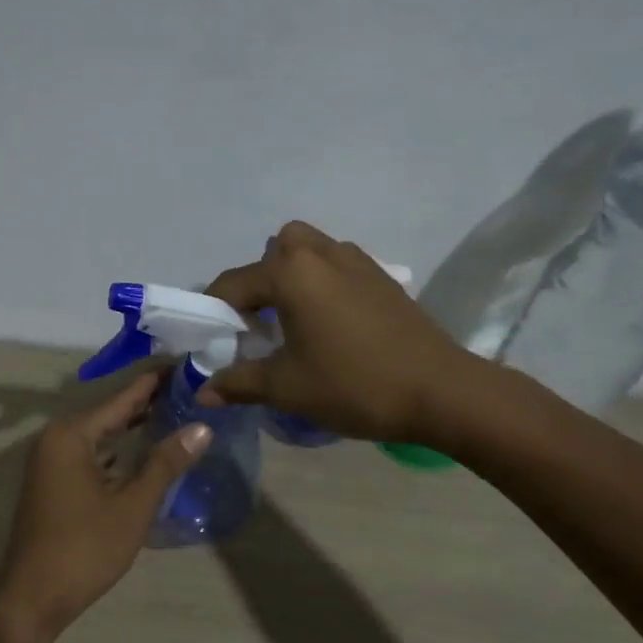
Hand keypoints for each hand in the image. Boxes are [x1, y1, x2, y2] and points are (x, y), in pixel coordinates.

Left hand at [0, 369, 210, 642]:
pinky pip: (91, 453)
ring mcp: (51, 462)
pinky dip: (118, 450)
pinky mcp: (53, 483)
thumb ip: (166, 463)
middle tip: (190, 388)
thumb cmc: (84, 549)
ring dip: (134, 426)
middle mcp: (56, 439)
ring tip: (176, 413)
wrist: (31, 600)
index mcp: (71, 435)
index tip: (186, 363)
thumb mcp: (133, 506)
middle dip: (148, 402)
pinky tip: (144, 451)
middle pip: (110, 412)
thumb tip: (202, 427)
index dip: (155, 382)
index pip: (122, 397)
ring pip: (101, 434)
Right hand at [199, 221, 478, 441]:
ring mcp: (357, 260)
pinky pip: (338, 265)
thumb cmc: (353, 384)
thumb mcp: (287, 387)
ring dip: (293, 276)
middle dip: (259, 280)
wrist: (440, 391)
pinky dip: (322, 282)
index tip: (211, 340)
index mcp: (291, 272)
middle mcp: (321, 253)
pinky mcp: (382, 277)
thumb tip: (203, 392)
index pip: (233, 283)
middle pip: (276, 250)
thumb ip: (239, 383)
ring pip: (310, 251)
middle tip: (259, 322)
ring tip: (293, 321)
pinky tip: (330, 324)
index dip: (214, 312)